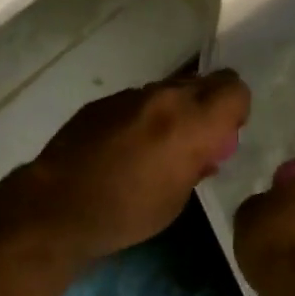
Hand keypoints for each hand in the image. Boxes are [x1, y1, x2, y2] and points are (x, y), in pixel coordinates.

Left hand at [18, 72, 251, 262]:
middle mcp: (164, 98)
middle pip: (204, 82)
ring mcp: (130, 95)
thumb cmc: (127, 213)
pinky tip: (124, 147)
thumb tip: (206, 151)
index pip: (235, 90)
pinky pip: (136, 101)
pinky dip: (142, 117)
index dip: (236, 111)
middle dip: (208, 105)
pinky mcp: (102, 102)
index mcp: (191, 122)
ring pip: (169, 89)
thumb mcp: (178, 198)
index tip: (224, 135)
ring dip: (174, 110)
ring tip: (156, 146)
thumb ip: (199, 163)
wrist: (58, 207)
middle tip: (196, 139)